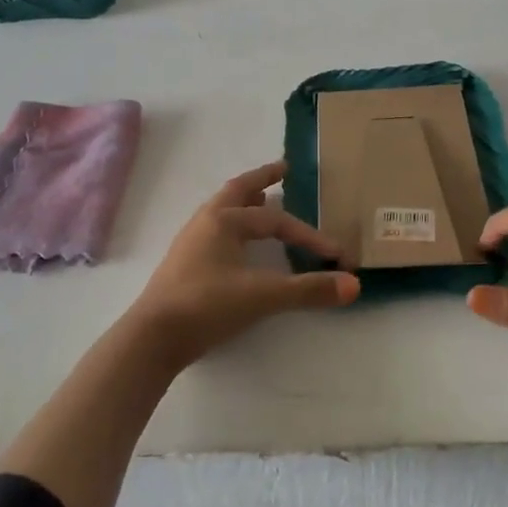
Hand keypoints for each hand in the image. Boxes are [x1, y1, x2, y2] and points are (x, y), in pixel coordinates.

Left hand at [122, 160, 358, 366]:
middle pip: (238, 191)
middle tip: (284, 168)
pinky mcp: (184, 264)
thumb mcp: (264, 297)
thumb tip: (354, 285)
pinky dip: (233, 224)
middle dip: (263, 179)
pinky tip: (238, 243)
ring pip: (222, 210)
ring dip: (245, 201)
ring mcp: (191, 242)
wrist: (153, 338)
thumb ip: (308, 290)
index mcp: (224, 220)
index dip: (309, 236)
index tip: (335, 255)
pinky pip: (214, 231)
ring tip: (262, 198)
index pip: (276, 221)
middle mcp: (205, 222)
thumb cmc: (207, 306)